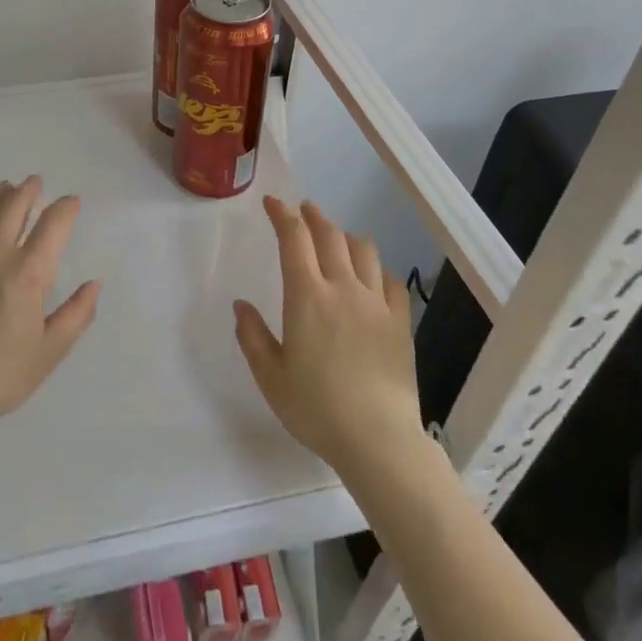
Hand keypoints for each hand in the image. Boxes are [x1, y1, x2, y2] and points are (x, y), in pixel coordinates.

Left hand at [0, 176, 100, 433]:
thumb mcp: (48, 353)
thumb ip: (75, 315)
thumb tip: (94, 284)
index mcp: (27, 272)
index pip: (53, 225)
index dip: (65, 208)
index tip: (71, 201)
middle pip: (12, 206)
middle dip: (27, 190)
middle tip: (34, 183)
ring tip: (1, 189)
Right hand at [234, 196, 425, 479]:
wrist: (377, 438)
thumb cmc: (316, 408)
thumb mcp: (270, 376)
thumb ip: (253, 336)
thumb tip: (241, 306)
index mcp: (307, 296)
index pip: (294, 239)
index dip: (283, 215)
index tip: (274, 203)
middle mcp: (343, 288)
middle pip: (330, 237)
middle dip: (314, 217)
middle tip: (304, 210)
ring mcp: (376, 304)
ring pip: (364, 252)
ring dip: (346, 237)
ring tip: (337, 238)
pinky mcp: (400, 323)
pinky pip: (390, 283)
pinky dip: (377, 270)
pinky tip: (372, 278)